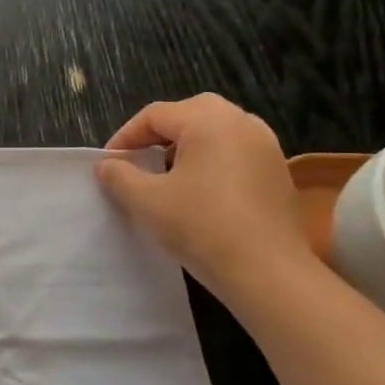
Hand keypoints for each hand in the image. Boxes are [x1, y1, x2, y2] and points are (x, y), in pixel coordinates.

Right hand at [96, 93, 314, 301]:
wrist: (267, 271)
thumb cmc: (200, 226)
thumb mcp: (145, 200)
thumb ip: (119, 175)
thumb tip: (108, 165)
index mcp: (209, 122)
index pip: (155, 114)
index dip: (125, 136)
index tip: (109, 164)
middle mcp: (242, 124)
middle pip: (190, 113)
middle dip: (158, 133)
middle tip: (138, 160)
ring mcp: (266, 147)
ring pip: (216, 130)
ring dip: (186, 145)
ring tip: (166, 174)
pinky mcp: (277, 172)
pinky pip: (235, 151)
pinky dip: (211, 159)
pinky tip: (198, 190)